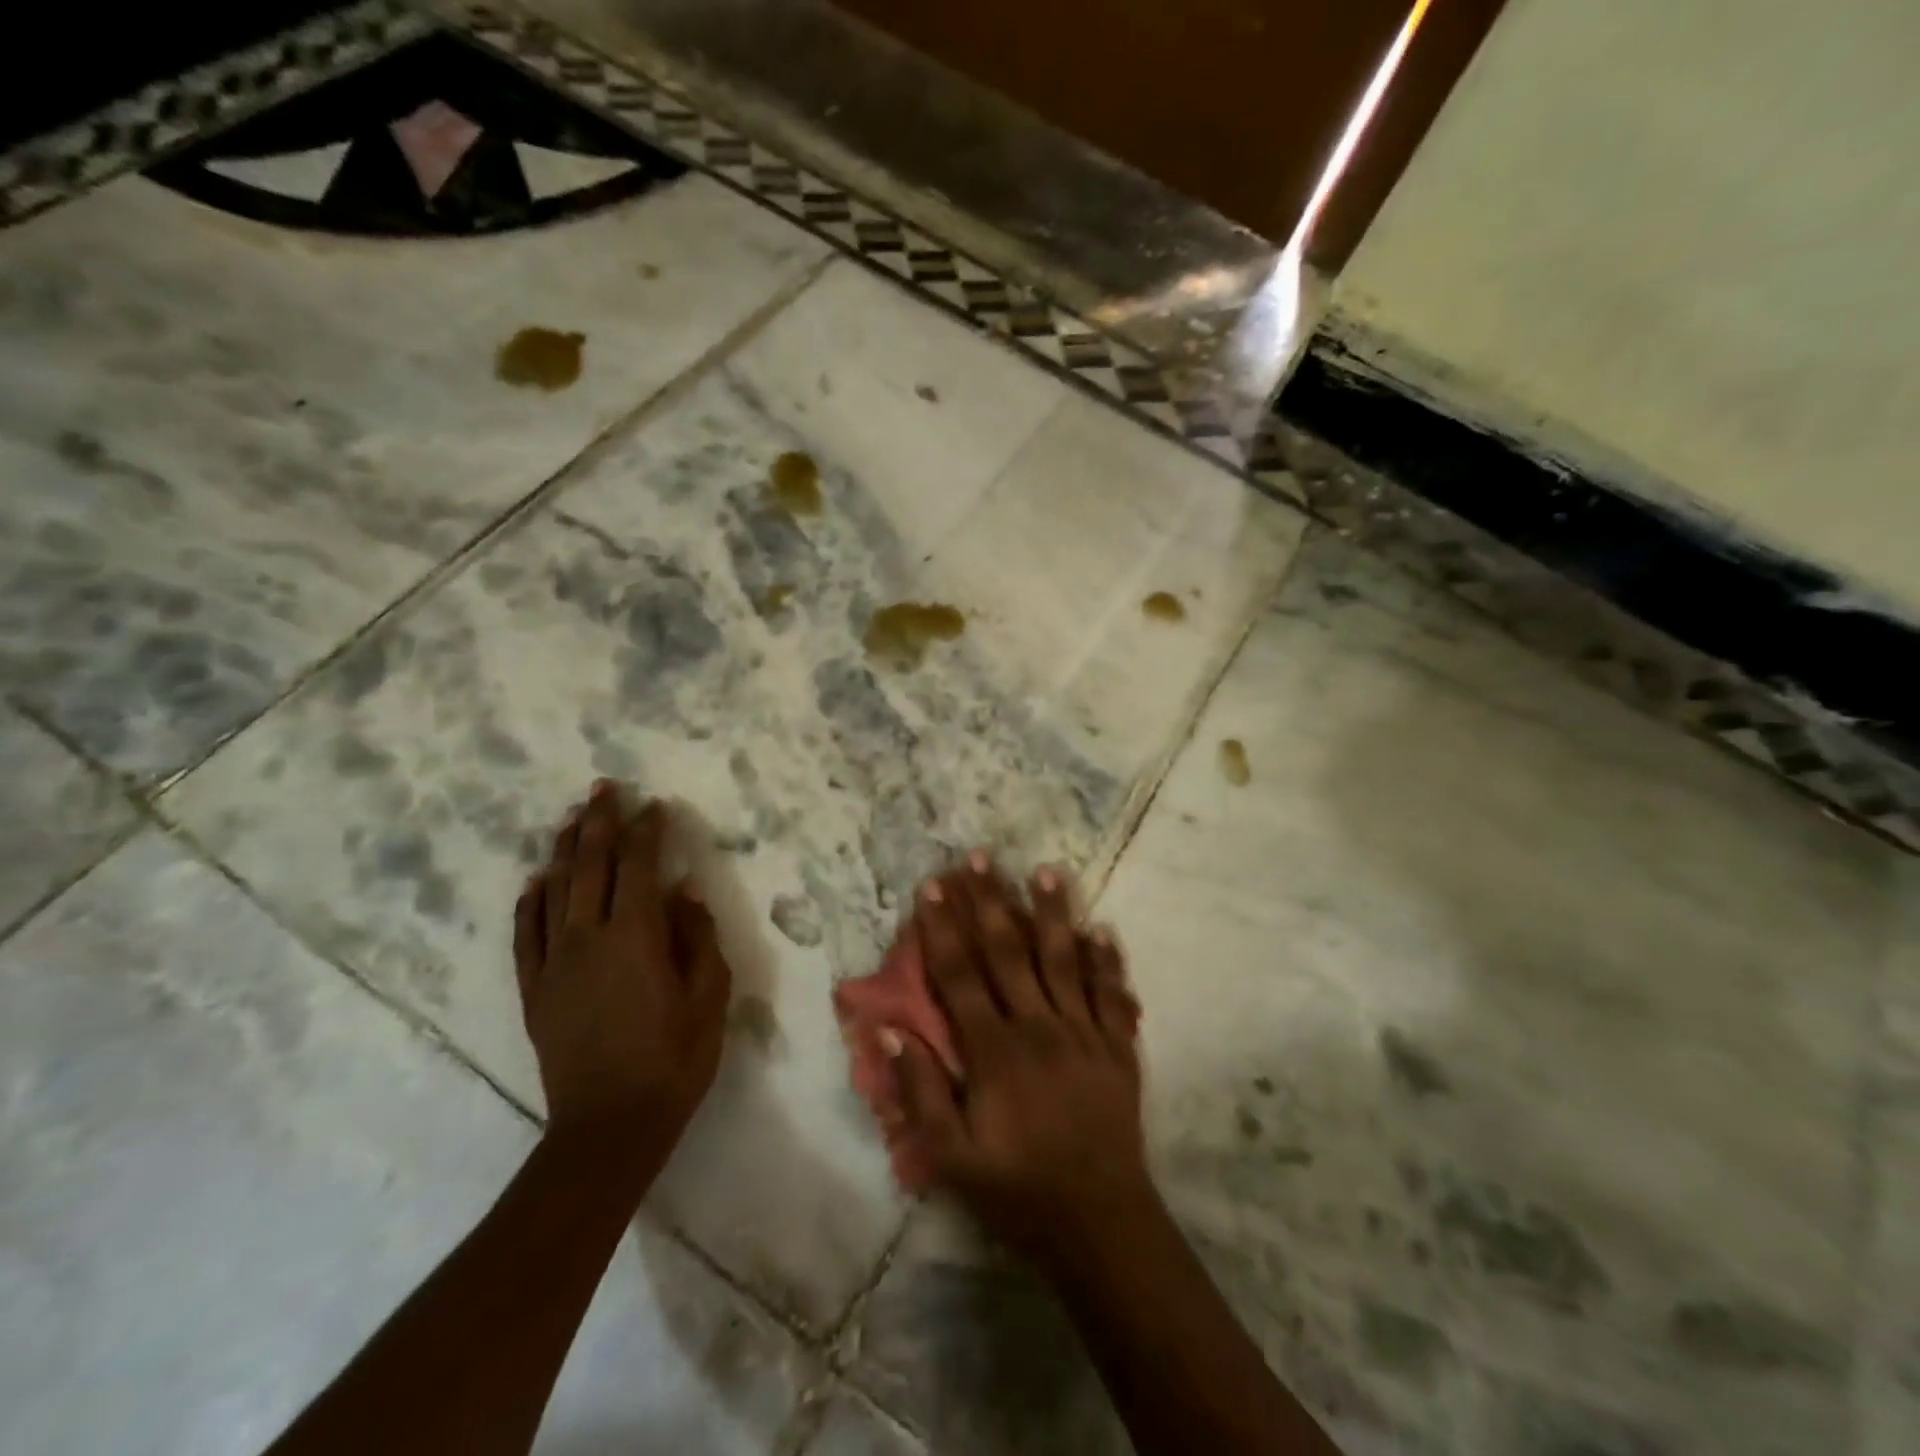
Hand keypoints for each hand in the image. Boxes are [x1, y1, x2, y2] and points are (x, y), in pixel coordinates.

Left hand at [515, 783, 731, 1167]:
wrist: (609, 1126)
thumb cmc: (673, 1059)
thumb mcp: (708, 997)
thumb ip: (697, 938)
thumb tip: (683, 893)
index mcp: (634, 936)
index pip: (637, 866)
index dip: (645, 831)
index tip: (653, 805)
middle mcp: (587, 938)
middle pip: (589, 866)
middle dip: (598, 823)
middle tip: (603, 789)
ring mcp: (554, 963)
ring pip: (554, 891)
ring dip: (564, 850)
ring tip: (572, 820)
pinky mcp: (534, 990)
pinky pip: (526, 933)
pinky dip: (530, 901)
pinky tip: (536, 881)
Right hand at [888, 853, 1152, 1266]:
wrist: (1100, 1223)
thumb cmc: (1018, 1191)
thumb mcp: (952, 1159)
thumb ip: (921, 1092)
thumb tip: (892, 1030)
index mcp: (995, 1051)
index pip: (961, 975)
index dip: (943, 928)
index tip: (932, 886)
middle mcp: (1039, 1027)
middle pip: (1009, 952)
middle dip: (990, 901)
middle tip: (980, 857)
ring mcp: (1084, 1033)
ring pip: (1064, 960)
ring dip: (1052, 913)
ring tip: (1046, 871)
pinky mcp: (1118, 1048)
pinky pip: (1112, 995)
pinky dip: (1107, 961)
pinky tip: (1102, 929)